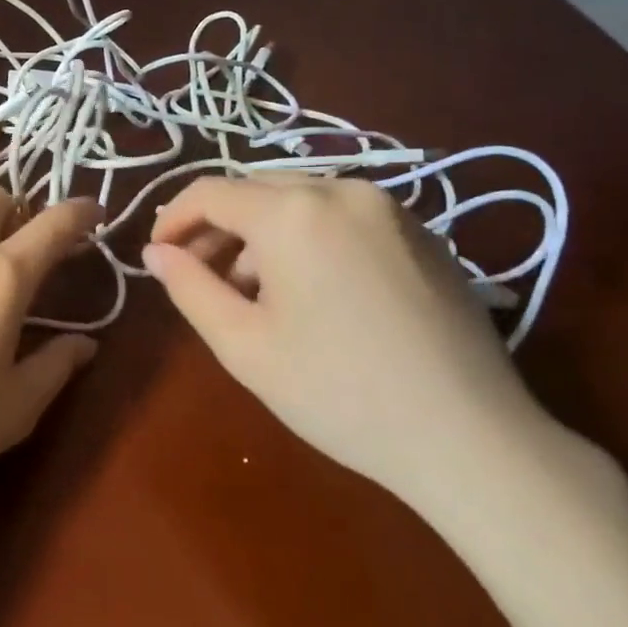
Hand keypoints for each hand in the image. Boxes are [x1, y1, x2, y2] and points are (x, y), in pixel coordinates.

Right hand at [142, 176, 551, 501]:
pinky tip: (312, 291)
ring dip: (261, 234)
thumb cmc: (338, 392)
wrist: (470, 437)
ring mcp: (389, 208)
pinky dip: (307, 237)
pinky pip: (341, 216)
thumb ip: (189, 287)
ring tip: (254, 292)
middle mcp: (341, 190)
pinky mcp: (421, 232)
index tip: (158, 256)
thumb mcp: (243, 345)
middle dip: (217, 227)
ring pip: (299, 200)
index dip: (174, 219)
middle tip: (200, 276)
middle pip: (256, 189)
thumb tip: (156, 252)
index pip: (211, 192)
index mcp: (293, 212)